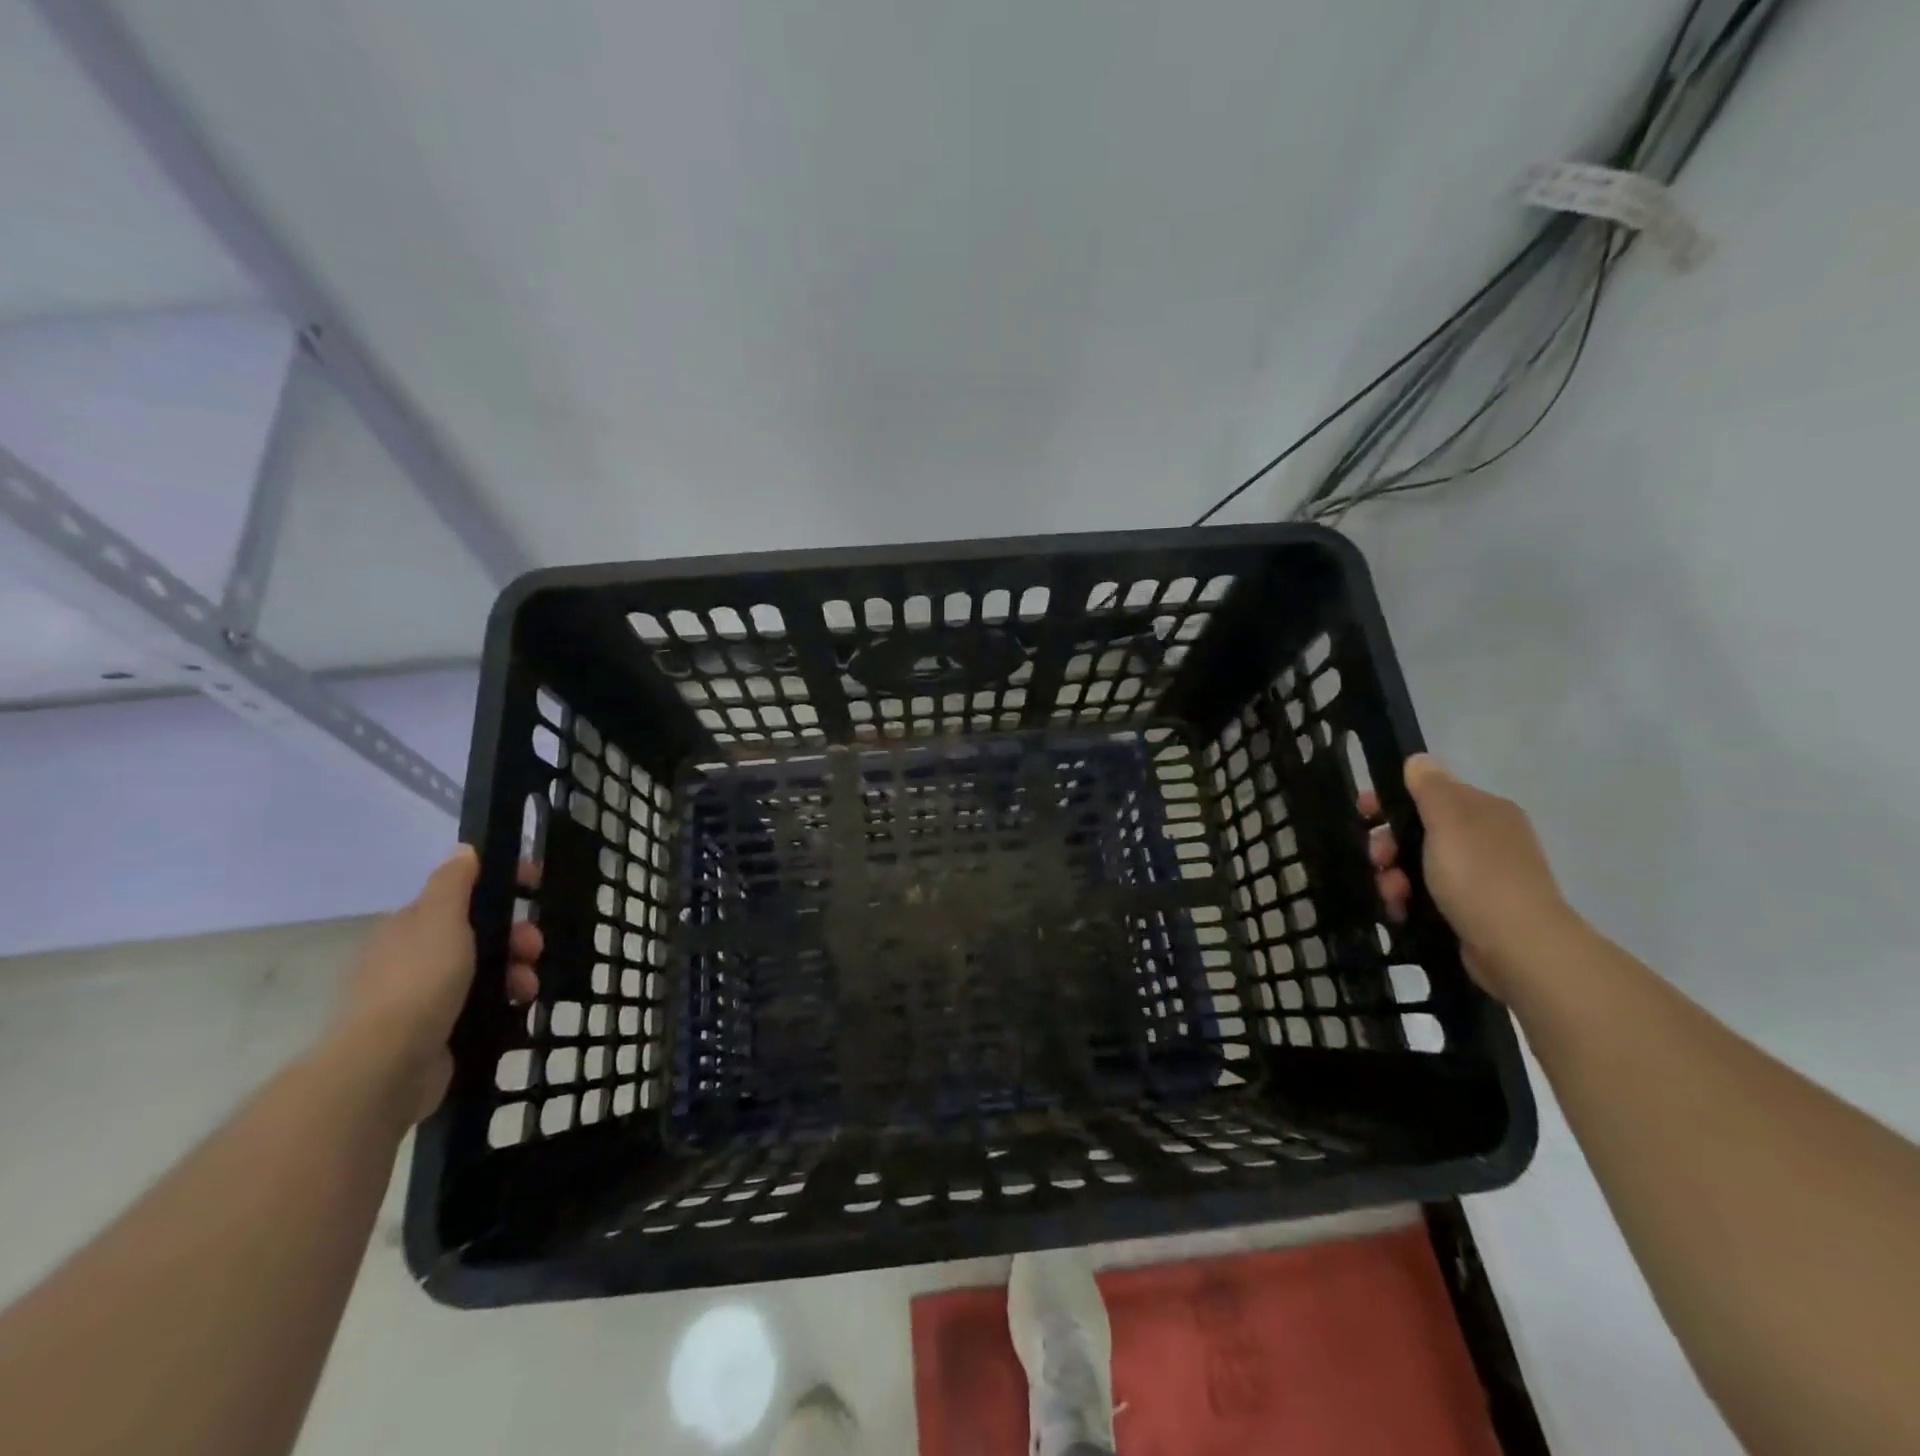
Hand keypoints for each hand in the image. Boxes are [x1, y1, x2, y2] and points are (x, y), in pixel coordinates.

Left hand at [330, 848, 543, 1124]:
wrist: (388, 1066)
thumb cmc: (418, 981)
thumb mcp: (440, 918)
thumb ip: (454, 881)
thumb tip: (464, 850)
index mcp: (410, 926)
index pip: (462, 893)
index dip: (501, 885)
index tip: (535, 887)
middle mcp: (413, 957)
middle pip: (480, 932)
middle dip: (516, 936)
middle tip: (534, 948)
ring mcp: (424, 996)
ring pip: (487, 969)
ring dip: (517, 971)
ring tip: (527, 989)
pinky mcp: (439, 1030)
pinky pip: (484, 1003)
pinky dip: (505, 1001)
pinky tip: (517, 1009)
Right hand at [1369, 754, 1577, 1000]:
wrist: (1519, 948)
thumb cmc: (1478, 877)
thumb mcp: (1448, 822)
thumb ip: (1430, 788)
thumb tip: (1419, 759)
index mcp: (1484, 811)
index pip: (1429, 793)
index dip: (1392, 800)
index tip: (1362, 814)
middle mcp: (1485, 838)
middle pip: (1418, 831)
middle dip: (1389, 846)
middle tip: (1377, 861)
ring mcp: (1480, 876)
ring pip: (1417, 865)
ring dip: (1393, 877)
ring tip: (1391, 896)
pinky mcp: (1471, 909)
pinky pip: (1426, 894)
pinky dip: (1408, 900)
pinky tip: (1400, 912)